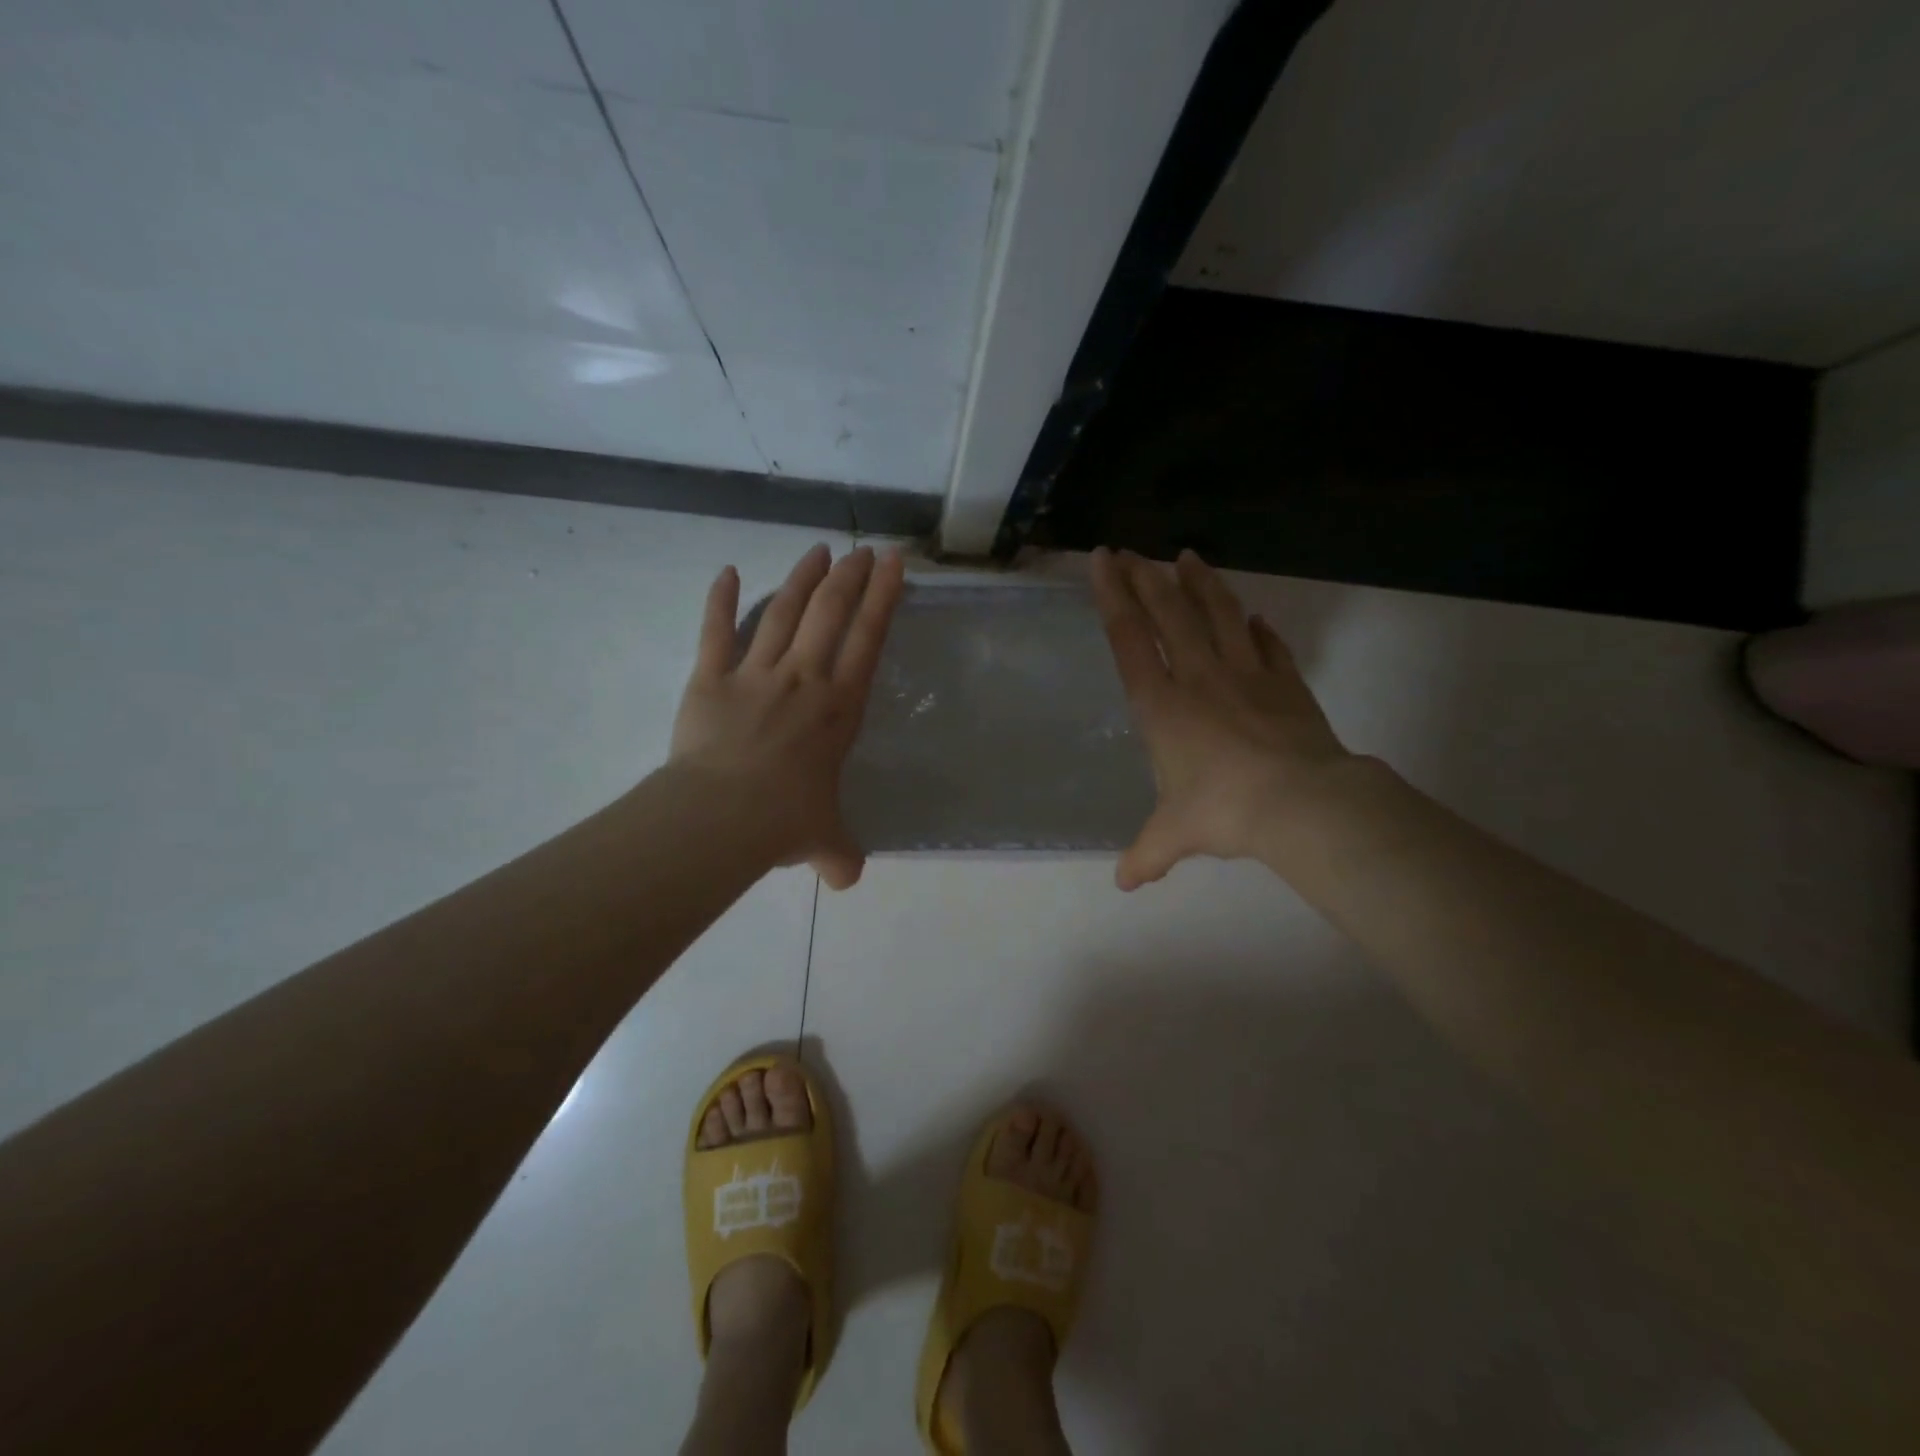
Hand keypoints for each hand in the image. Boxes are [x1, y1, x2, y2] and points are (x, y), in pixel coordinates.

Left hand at [670, 542, 904, 888]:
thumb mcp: (824, 840)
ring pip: (783, 611)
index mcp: (838, 708)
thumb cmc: (784, 821)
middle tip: (861, 551)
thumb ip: (840, 854)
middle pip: (830, 612)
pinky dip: (720, 599)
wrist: (721, 816)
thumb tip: (846, 880)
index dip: (883, 598)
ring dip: (802, 577)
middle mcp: (804, 678)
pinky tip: (725, 571)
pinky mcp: (710, 677)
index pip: (868, 640)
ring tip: (818, 551)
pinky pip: (716, 631)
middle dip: (849, 576)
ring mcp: (756, 673)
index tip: (892, 565)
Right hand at [1090, 547, 1349, 888]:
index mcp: (1162, 706)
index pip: (1129, 639)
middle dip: (1147, 577)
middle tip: (1133, 550)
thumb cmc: (1222, 811)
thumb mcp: (1174, 835)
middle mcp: (1199, 678)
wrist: (1299, 803)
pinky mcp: (1286, 684)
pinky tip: (1254, 618)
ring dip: (1201, 584)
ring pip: (1218, 615)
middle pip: (1169, 613)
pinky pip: (1269, 647)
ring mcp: (1246, 675)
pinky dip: (1258, 629)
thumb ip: (1147, 854)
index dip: (1112, 596)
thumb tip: (1126, 883)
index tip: (1103, 561)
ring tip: (1189, 556)